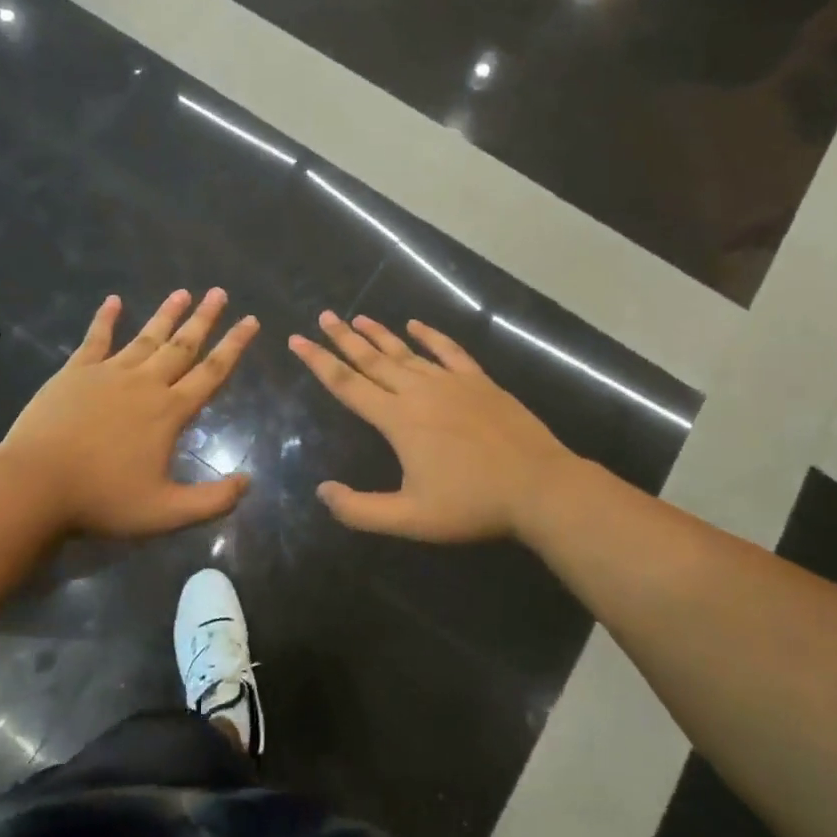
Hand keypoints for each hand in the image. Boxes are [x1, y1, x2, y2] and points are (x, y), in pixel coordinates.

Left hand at [0, 288, 258, 536]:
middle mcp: (145, 383)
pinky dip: (106, 318)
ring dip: (166, 314)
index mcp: (169, 411)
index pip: (211, 372)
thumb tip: (248, 482)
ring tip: (182, 291)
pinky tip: (114, 301)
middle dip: (204, 318)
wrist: (35, 485)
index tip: (250, 320)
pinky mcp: (75, 372)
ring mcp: (108, 373)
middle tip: (220, 292)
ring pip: (146, 337)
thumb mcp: (166, 513)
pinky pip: (96, 339)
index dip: (234, 346)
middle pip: (182, 345)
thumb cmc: (102, 500)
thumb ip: (212, 500)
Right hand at [289, 311, 578, 541]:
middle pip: (372, 359)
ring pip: (406, 352)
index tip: (297, 339)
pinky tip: (416, 325)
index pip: (347, 384)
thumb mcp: (410, 519)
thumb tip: (322, 492)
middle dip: (342, 338)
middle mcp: (419, 392)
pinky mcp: (479, 382)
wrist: (539, 487)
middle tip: (323, 316)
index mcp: (398, 420)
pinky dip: (430, 336)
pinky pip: (449, 351)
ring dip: (379, 335)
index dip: (318, 362)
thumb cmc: (472, 505)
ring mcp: (452, 383)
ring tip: (357, 317)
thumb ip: (360, 509)